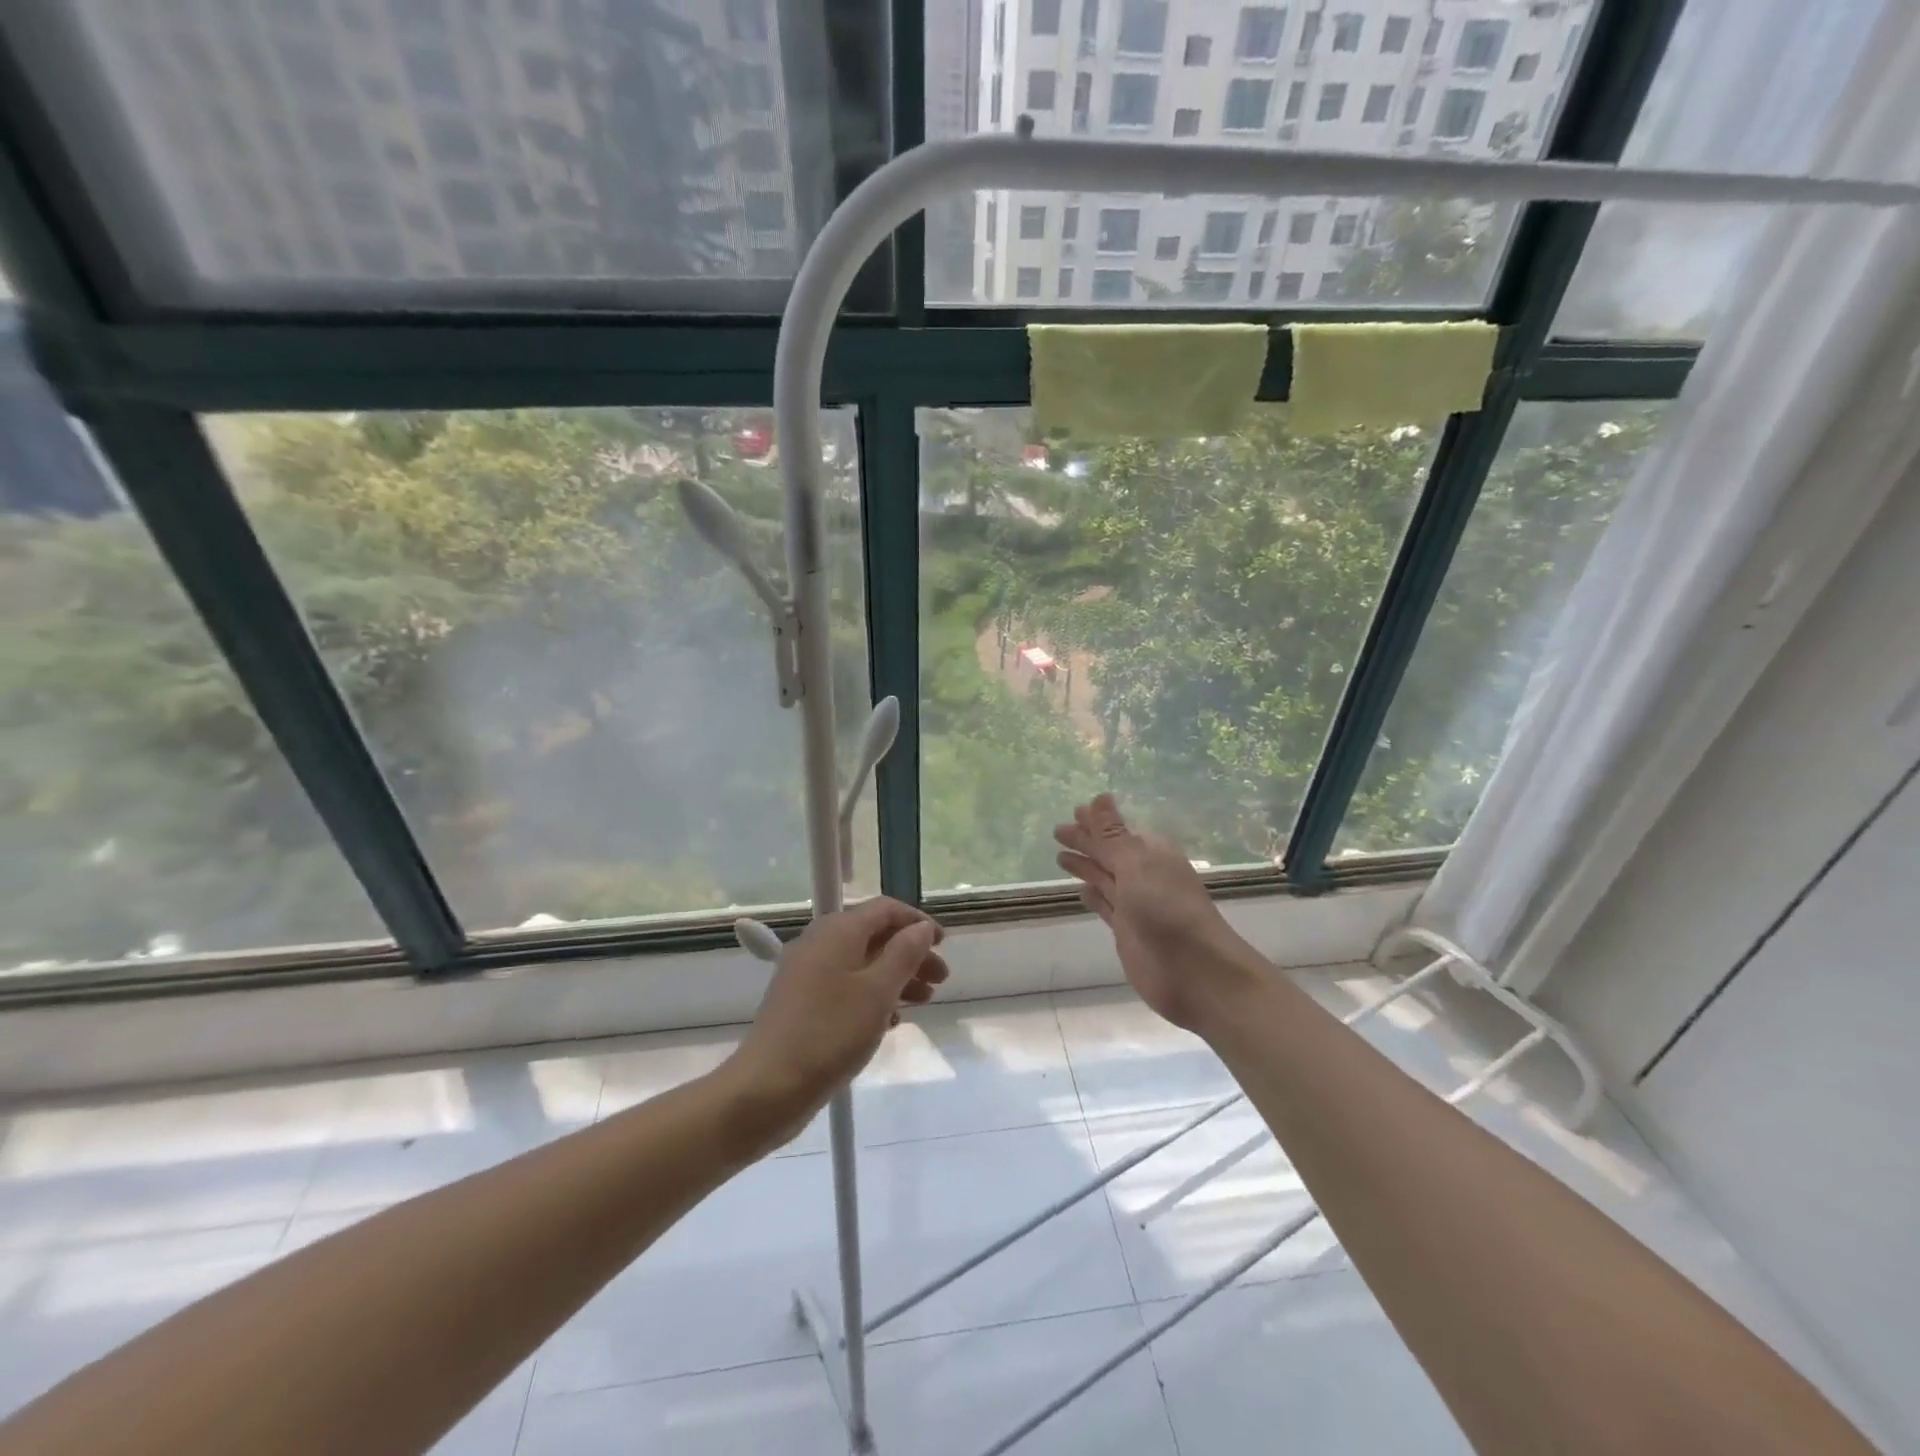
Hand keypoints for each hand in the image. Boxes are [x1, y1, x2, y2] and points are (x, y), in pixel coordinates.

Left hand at [724, 897, 948, 1148]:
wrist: (767, 1088)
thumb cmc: (830, 1033)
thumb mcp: (878, 992)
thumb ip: (905, 954)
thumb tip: (921, 928)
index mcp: (837, 931)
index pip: (885, 909)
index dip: (917, 922)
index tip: (943, 944)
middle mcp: (819, 943)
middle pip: (874, 936)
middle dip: (910, 954)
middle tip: (940, 980)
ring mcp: (806, 974)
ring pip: (861, 964)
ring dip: (895, 977)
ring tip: (923, 1002)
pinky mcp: (801, 1003)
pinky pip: (845, 987)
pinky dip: (871, 997)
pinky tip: (890, 1022)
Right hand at [1055, 794, 1263, 1030]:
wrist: (1196, 973)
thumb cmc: (1167, 911)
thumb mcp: (1136, 866)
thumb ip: (1113, 835)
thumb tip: (1099, 797)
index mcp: (1151, 853)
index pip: (1117, 830)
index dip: (1095, 822)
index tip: (1073, 812)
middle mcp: (1144, 875)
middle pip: (1109, 852)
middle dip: (1086, 841)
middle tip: (1058, 832)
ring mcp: (1136, 904)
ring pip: (1106, 878)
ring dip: (1087, 866)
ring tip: (1060, 857)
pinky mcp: (1128, 931)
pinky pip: (1106, 905)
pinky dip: (1094, 896)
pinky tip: (1082, 891)